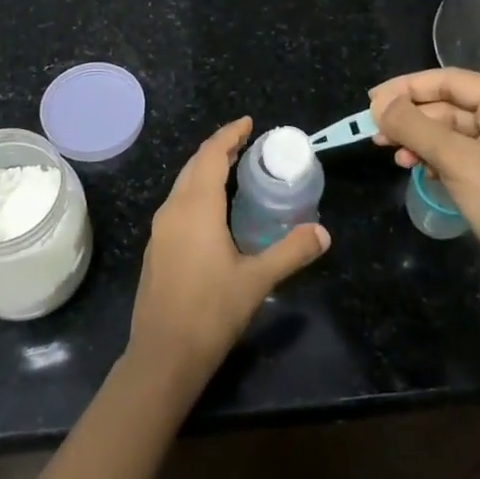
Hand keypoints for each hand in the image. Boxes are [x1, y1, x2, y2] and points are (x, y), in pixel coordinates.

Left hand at [127, 116, 330, 382]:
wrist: (163, 355)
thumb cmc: (211, 312)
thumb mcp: (257, 280)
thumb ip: (291, 251)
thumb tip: (323, 232)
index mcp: (195, 207)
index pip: (210, 155)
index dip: (229, 135)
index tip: (248, 123)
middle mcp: (173, 210)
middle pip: (194, 165)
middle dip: (218, 149)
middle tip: (247, 144)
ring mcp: (160, 229)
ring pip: (183, 185)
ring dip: (206, 171)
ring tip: (234, 171)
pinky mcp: (157, 247)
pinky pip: (178, 204)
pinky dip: (197, 192)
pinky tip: (214, 210)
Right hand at [370, 69, 479, 299]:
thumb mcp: (453, 158)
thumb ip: (412, 125)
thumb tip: (378, 104)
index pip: (450, 80)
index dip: (407, 86)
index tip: (372, 99)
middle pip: (449, 106)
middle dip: (411, 119)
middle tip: (375, 131)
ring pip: (451, 132)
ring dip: (419, 140)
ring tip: (393, 155)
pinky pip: (459, 154)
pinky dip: (434, 158)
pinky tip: (417, 169)